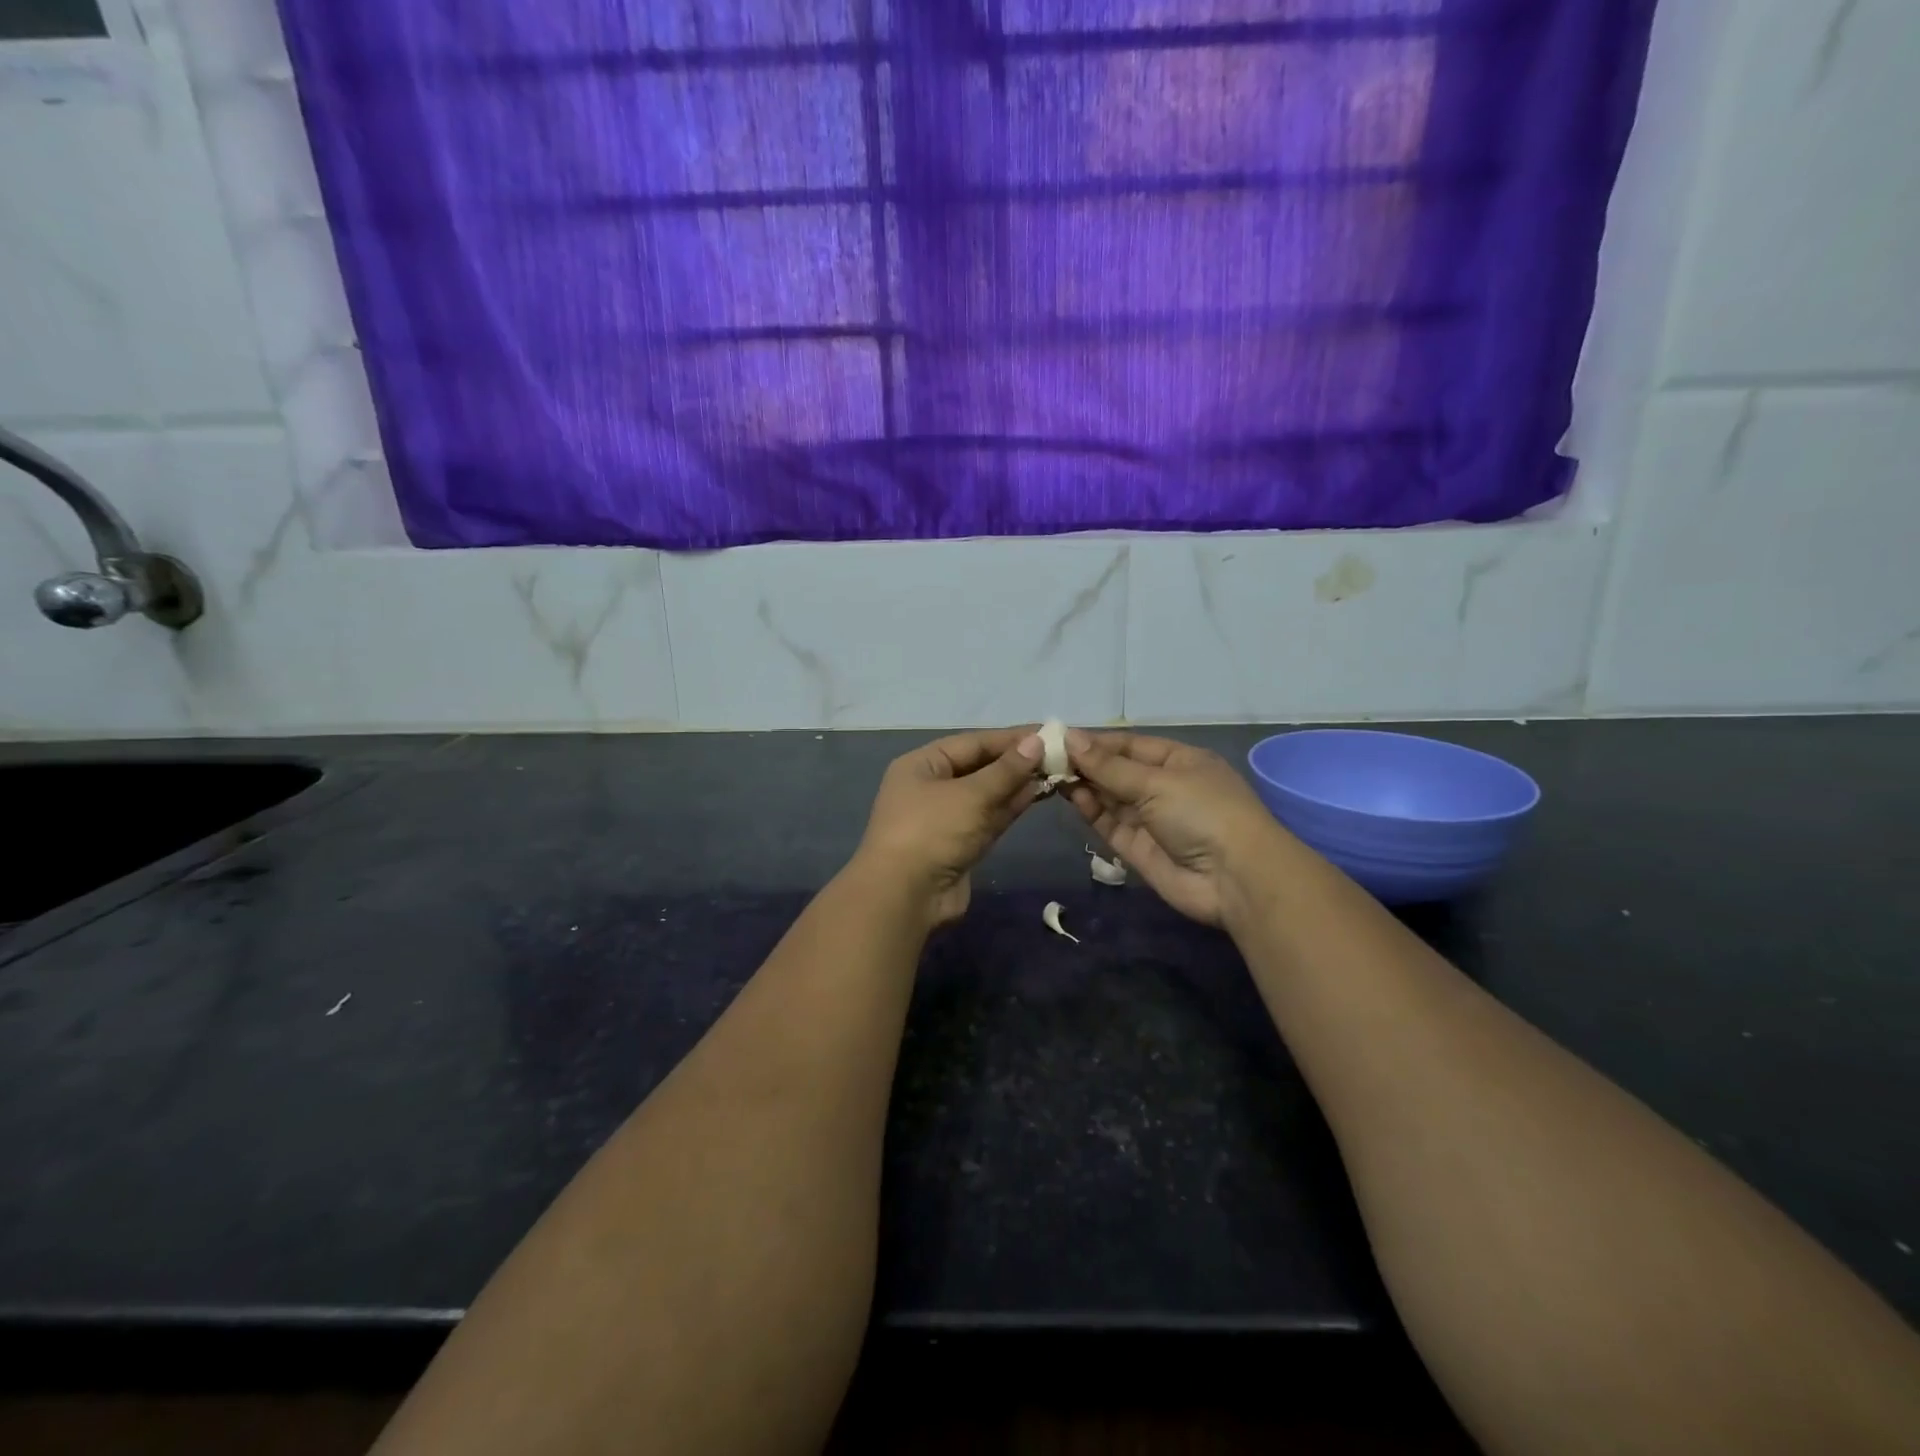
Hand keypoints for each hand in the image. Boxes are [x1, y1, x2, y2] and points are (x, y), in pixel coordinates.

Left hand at [853, 727, 1042, 926]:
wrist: (905, 896)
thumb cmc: (932, 832)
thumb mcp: (971, 795)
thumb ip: (1006, 770)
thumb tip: (1036, 742)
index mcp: (922, 765)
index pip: (972, 742)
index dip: (1009, 738)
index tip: (1048, 733)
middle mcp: (932, 787)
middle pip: (979, 767)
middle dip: (1015, 761)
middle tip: (1058, 754)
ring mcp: (946, 818)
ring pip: (987, 793)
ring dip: (1017, 783)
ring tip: (1054, 771)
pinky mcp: (960, 844)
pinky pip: (989, 817)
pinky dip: (1011, 806)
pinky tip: (1038, 794)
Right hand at [1065, 730, 1280, 926]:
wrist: (1235, 879)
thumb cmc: (1203, 812)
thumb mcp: (1157, 781)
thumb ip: (1109, 765)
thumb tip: (1070, 738)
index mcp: (1179, 760)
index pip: (1129, 745)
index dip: (1096, 741)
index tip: (1059, 738)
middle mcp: (1164, 787)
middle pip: (1117, 770)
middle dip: (1086, 763)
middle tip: (1046, 757)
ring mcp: (1151, 819)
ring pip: (1110, 797)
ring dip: (1084, 785)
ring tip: (1051, 773)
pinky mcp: (1138, 849)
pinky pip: (1110, 824)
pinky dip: (1091, 810)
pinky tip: (1071, 795)